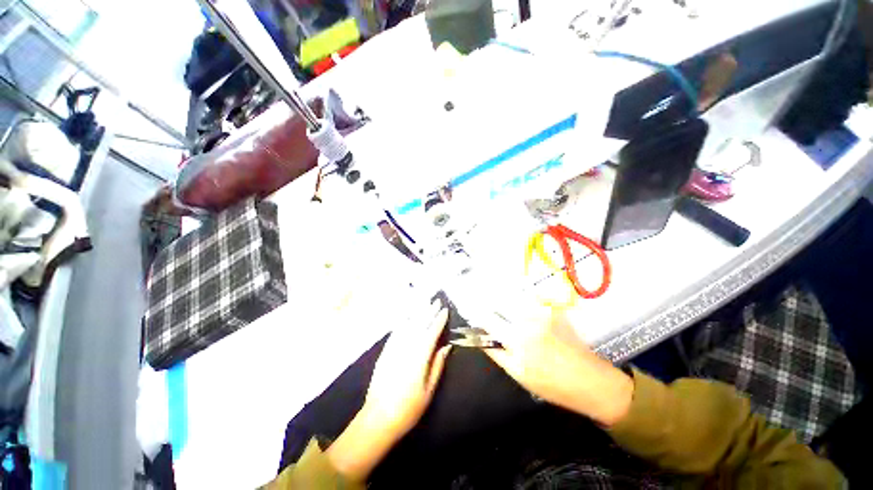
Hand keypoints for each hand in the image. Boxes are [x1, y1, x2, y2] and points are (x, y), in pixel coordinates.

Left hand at [327, 298, 451, 481]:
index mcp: (419, 358)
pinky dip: (403, 322)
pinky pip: (395, 332)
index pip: (431, 333)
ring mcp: (394, 349)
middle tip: (436, 301)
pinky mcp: (385, 352)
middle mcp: (406, 348)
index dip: (439, 321)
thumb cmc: (408, 408)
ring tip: (424, 302)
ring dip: (417, 313)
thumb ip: (437, 365)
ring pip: (408, 325)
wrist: (378, 418)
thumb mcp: (429, 390)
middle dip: (429, 312)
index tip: (445, 310)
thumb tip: (446, 346)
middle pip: (419, 325)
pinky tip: (407, 316)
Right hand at [476, 299, 633, 426]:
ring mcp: (543, 310)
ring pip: (514, 296)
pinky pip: (531, 297)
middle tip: (484, 306)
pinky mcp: (554, 308)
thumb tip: (480, 338)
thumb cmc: (553, 384)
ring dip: (503, 298)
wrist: (592, 381)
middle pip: (499, 301)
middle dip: (488, 302)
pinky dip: (521, 298)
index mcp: (517, 338)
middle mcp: (528, 318)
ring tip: (498, 303)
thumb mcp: (519, 375)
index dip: (477, 314)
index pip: (488, 318)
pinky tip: (519, 304)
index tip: (471, 312)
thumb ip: (497, 353)